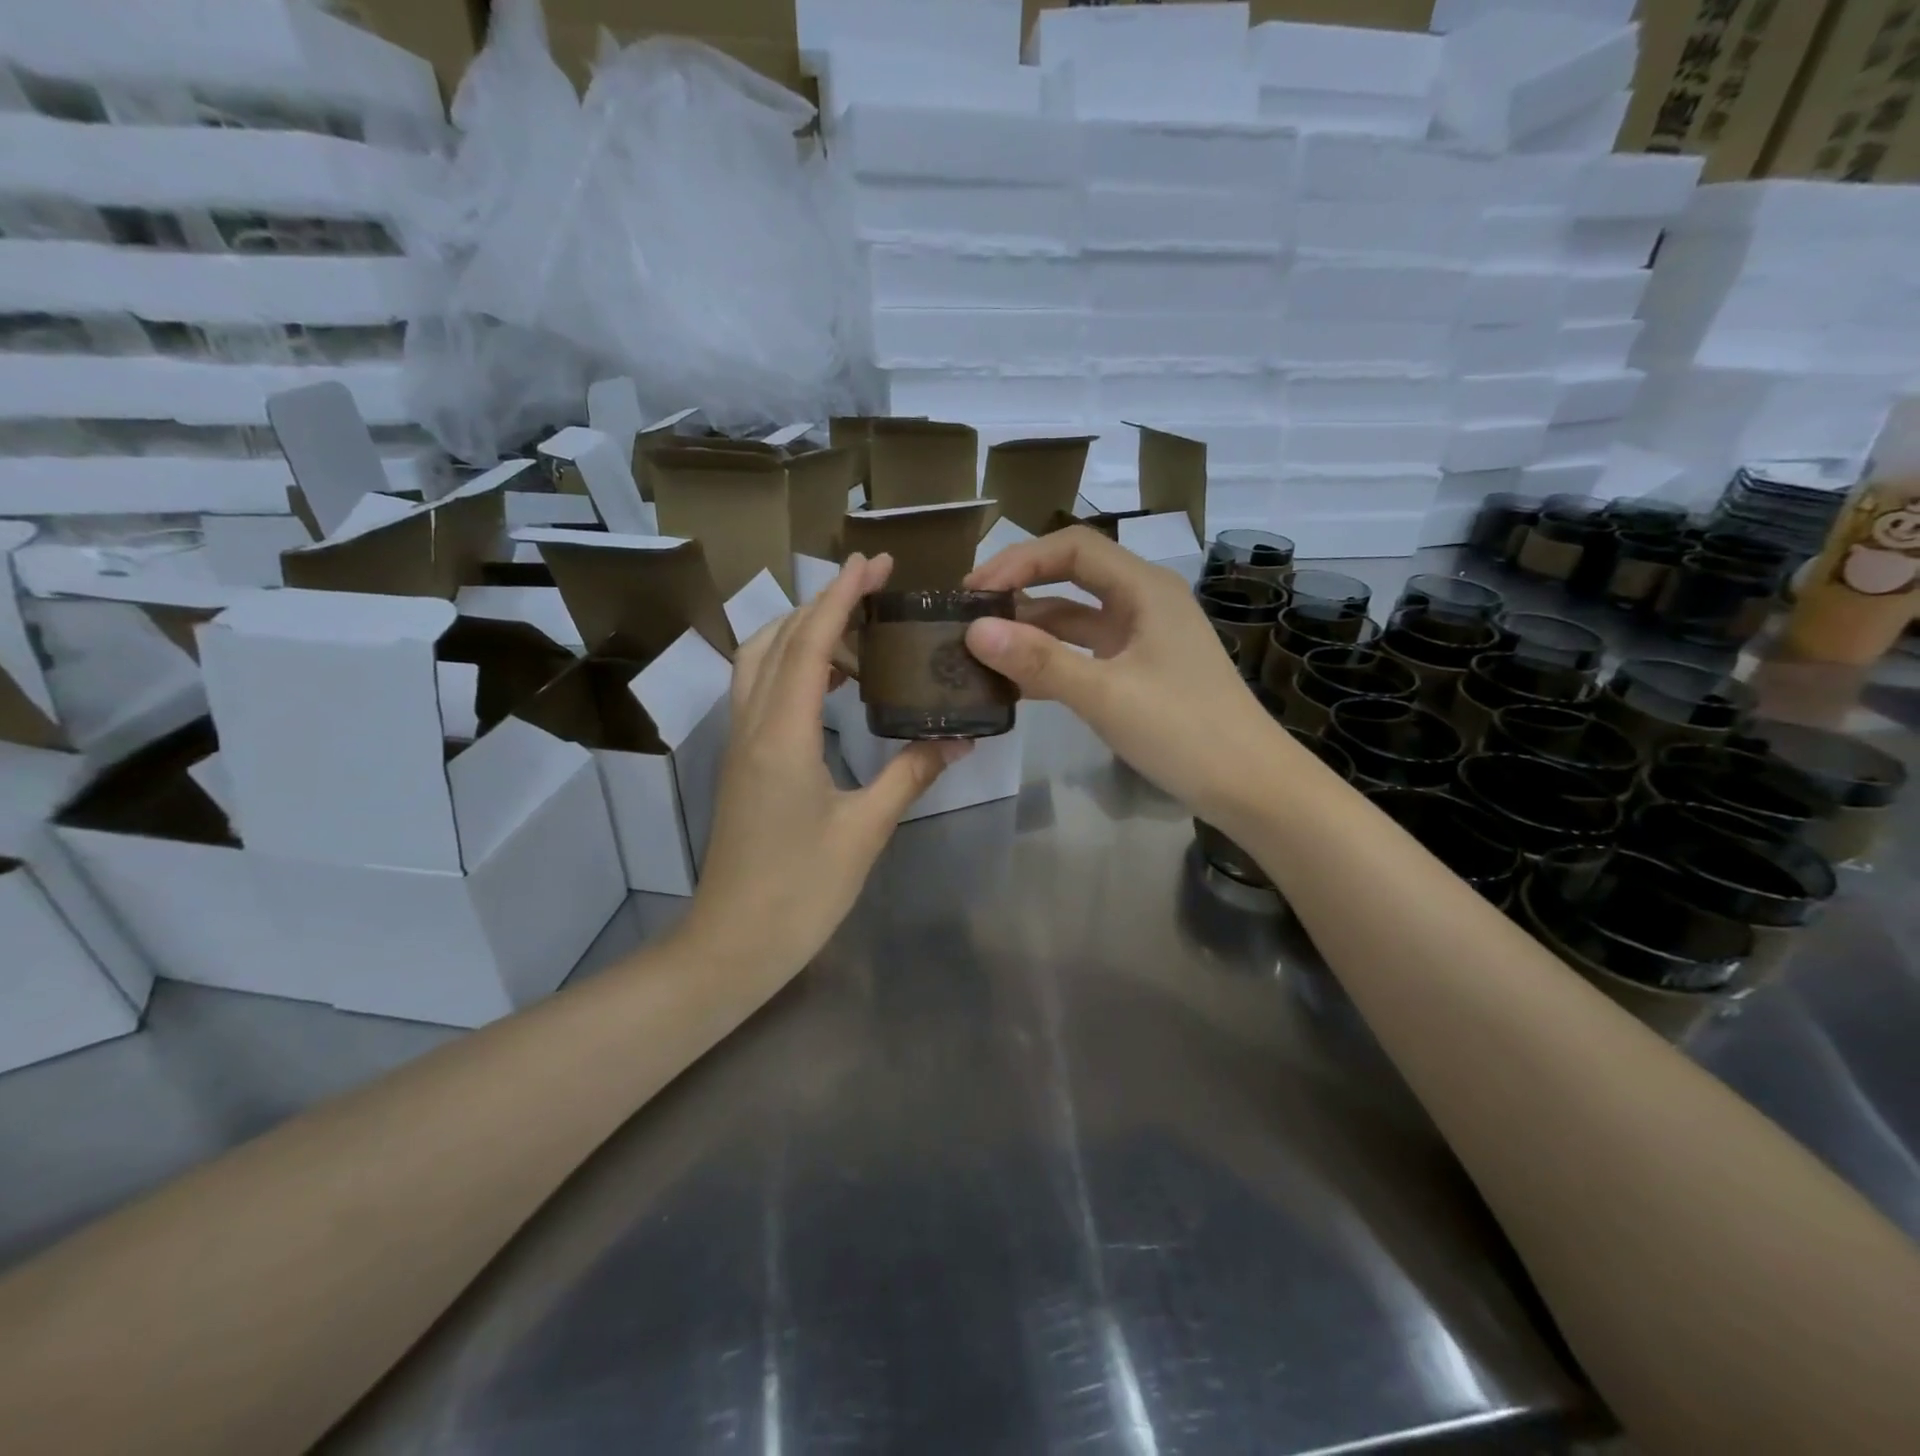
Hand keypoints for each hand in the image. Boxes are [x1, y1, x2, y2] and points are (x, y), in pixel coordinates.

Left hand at [679, 553, 966, 978]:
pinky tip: (831, 686)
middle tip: (874, 592)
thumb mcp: (866, 830)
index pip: (811, 642)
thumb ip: (910, 775)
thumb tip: (958, 740)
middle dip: (822, 602)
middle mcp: (752, 725)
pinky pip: (760, 691)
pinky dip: (792, 667)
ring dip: (802, 633)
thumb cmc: (801, 890)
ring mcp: (739, 743)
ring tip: (857, 635)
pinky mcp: (741, 762)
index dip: (841, 595)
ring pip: (760, 661)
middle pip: (778, 638)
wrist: (733, 944)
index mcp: (783, 734)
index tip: (873, 561)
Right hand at [964, 527, 1285, 823]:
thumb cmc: (1185, 731)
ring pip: (1076, 619)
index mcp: (1145, 588)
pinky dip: (1052, 661)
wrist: (1250, 786)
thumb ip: (1040, 661)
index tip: (974, 592)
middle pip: (1072, 577)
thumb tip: (974, 631)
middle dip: (1021, 589)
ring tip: (981, 649)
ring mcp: (1143, 639)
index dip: (1019, 560)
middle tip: (969, 614)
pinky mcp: (1140, 672)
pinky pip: (1086, 653)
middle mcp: (1144, 602)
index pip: (1073, 548)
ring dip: (1032, 629)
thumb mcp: (1106, 695)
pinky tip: (1016, 681)